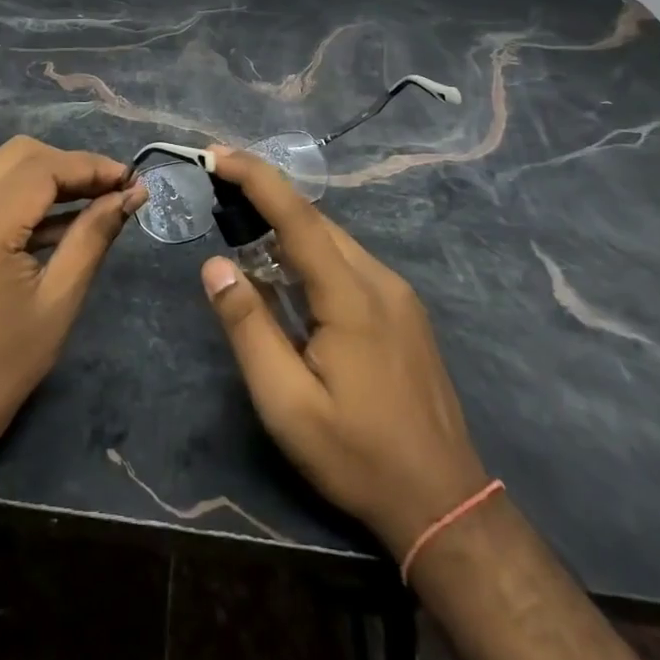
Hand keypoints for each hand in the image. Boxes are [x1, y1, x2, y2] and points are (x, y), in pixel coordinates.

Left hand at [0, 136, 144, 464]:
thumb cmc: (7, 363)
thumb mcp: (60, 299)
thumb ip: (94, 236)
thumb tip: (132, 193)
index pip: (42, 168)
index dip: (91, 166)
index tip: (131, 178)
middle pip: (21, 154)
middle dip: (71, 164)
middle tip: (113, 188)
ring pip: (4, 166)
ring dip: (50, 174)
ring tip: (97, 197)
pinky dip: (27, 193)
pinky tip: (65, 216)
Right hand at [199, 147, 488, 557]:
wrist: (445, 504)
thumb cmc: (357, 456)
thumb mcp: (286, 403)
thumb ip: (249, 327)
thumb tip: (214, 264)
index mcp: (351, 296)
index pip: (297, 216)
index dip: (256, 178)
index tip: (217, 154)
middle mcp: (380, 280)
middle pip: (316, 221)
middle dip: (266, 195)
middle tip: (218, 186)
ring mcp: (398, 295)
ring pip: (334, 240)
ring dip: (287, 226)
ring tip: (243, 226)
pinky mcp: (404, 312)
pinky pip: (349, 263)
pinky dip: (311, 252)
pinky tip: (288, 276)